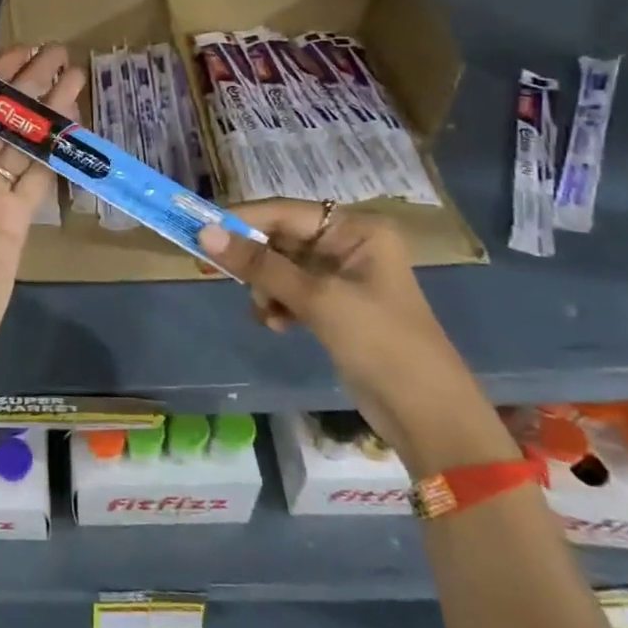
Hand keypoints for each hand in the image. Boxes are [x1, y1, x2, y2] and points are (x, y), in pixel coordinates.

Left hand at [0, 45, 83, 385]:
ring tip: (75, 78)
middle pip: (0, 119)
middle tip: (60, 53)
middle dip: (27, 86)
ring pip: (23, 143)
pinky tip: (72, 127)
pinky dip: (53, 154)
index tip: (21, 50)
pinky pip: (37, 179)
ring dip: (47, 113)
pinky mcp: (16, 220)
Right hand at [198, 202, 498, 463]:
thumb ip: (260, 265)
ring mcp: (341, 277)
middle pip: (281, 238)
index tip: (198, 231)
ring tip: (267, 313)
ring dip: (265, 287)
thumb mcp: (317, 299)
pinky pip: (290, 291)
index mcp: (357, 229)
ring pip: (281, 267)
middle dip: (254, 260)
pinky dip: (278, 304)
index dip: (241, 220)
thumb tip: (204, 234)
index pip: (285, 211)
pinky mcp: (334, 306)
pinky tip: (279, 325)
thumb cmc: (380, 343)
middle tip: (213, 271)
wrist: (428, 416)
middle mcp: (348, 244)